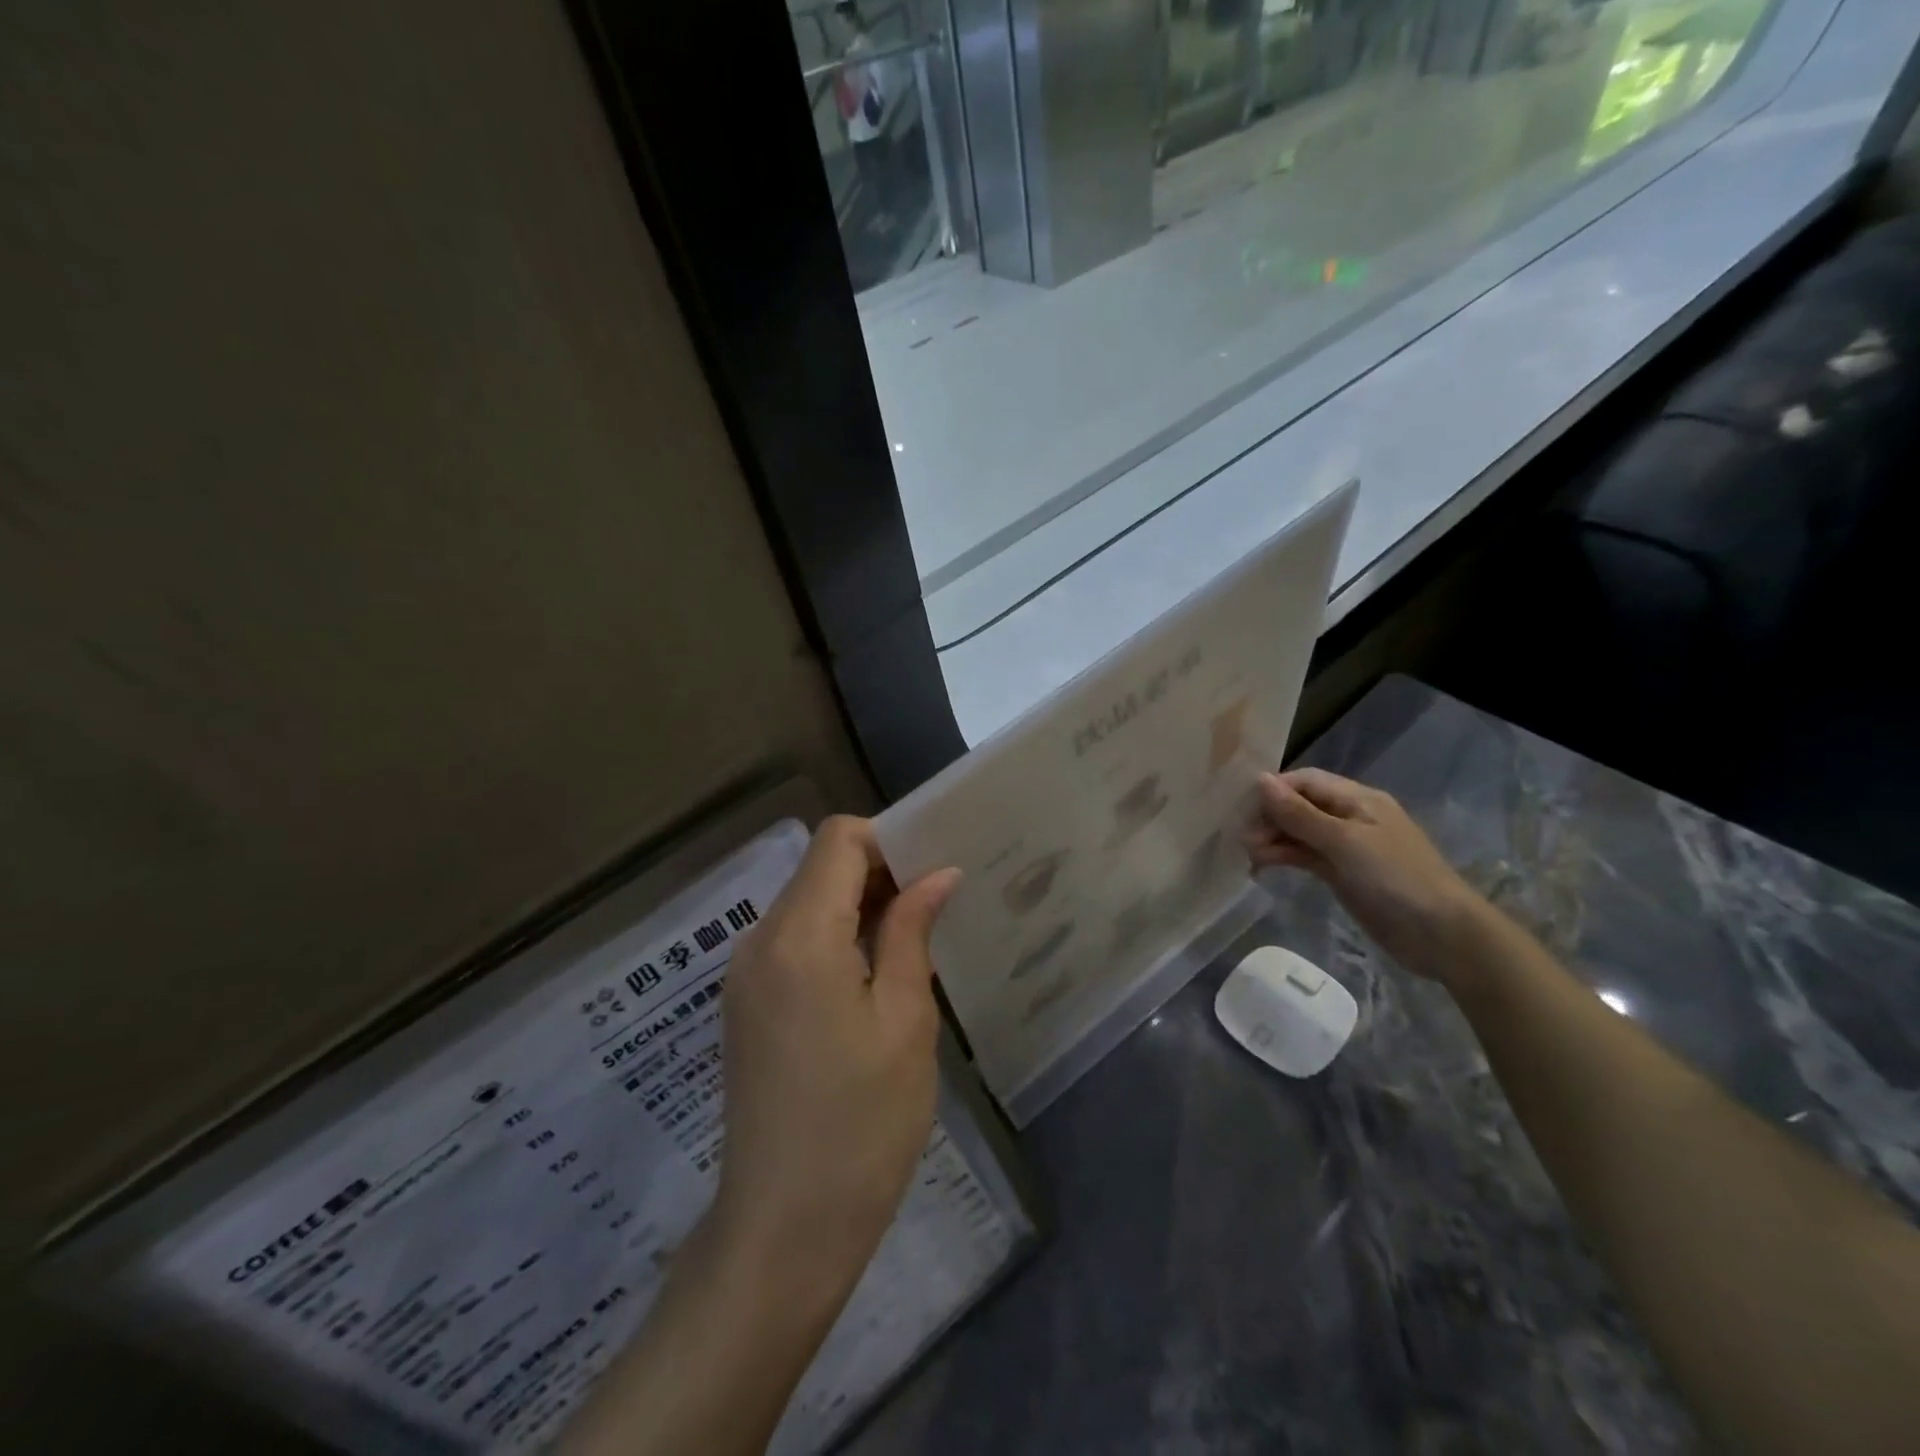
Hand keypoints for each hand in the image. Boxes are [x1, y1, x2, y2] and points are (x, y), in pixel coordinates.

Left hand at [708, 816, 959, 1306]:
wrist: (783, 1231)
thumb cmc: (861, 1125)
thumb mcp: (904, 1022)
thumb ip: (912, 932)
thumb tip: (938, 873)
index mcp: (798, 936)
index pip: (838, 839)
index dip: (888, 840)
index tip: (933, 872)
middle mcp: (758, 941)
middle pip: (819, 867)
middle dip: (878, 872)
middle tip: (936, 907)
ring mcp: (744, 975)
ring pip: (806, 902)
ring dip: (858, 906)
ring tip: (913, 942)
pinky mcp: (744, 1004)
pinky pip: (792, 941)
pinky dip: (834, 937)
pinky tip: (872, 978)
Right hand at [1246, 768, 1490, 987]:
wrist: (1441, 935)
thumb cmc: (1395, 877)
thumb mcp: (1344, 841)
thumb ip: (1299, 813)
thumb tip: (1259, 779)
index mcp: (1358, 799)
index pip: (1305, 781)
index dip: (1273, 790)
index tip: (1243, 809)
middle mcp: (1350, 817)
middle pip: (1300, 806)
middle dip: (1270, 817)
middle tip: (1243, 839)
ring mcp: (1347, 847)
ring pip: (1299, 833)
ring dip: (1273, 839)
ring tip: (1249, 855)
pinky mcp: (1343, 873)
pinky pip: (1306, 856)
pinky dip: (1284, 857)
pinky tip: (1263, 865)